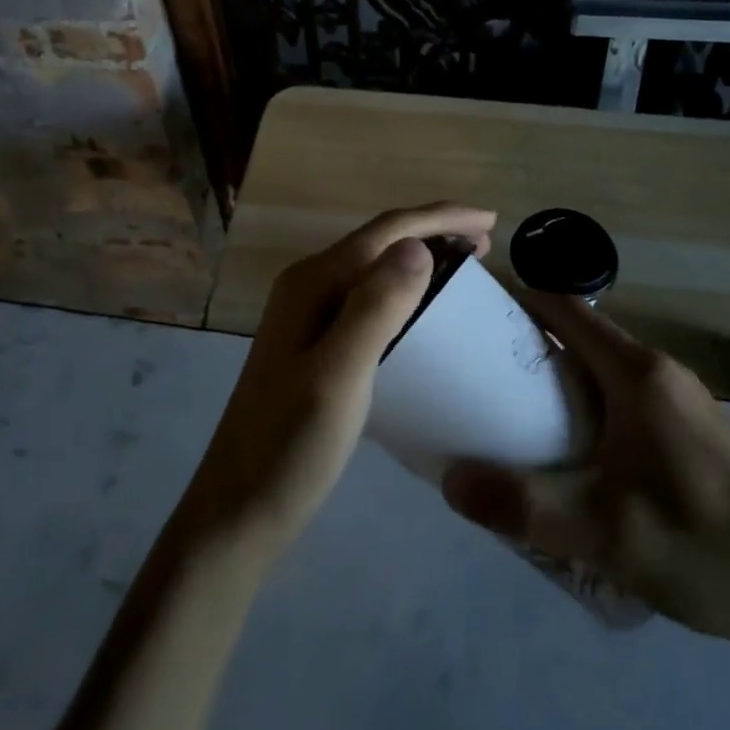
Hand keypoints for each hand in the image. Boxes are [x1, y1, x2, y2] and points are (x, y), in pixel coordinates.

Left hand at [173, 203, 496, 567]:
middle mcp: (307, 287)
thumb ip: (375, 307)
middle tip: (485, 244)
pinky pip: (368, 299)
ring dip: (420, 259)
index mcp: (312, 282)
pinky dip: (404, 292)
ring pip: (374, 269)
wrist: (239, 512)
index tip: (491, 221)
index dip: (439, 217)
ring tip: (465, 268)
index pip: (386, 230)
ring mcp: (307, 316)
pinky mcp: (314, 345)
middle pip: (379, 242)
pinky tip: (423, 311)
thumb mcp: (338, 376)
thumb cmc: (290, 447)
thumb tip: (417, 246)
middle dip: (433, 232)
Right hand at [442, 291, 729, 668]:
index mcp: (637, 373)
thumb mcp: (603, 533)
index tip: (472, 314)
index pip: (563, 308)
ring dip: (560, 383)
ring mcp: (685, 401)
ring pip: (605, 372)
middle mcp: (660, 372)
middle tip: (479, 379)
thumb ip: (521, 504)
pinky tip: (579, 462)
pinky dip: (590, 409)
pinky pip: (628, 399)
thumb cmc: (706, 547)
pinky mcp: (699, 433)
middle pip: (580, 337)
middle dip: (528, 348)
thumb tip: (448, 479)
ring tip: (516, 422)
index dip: (516, 298)